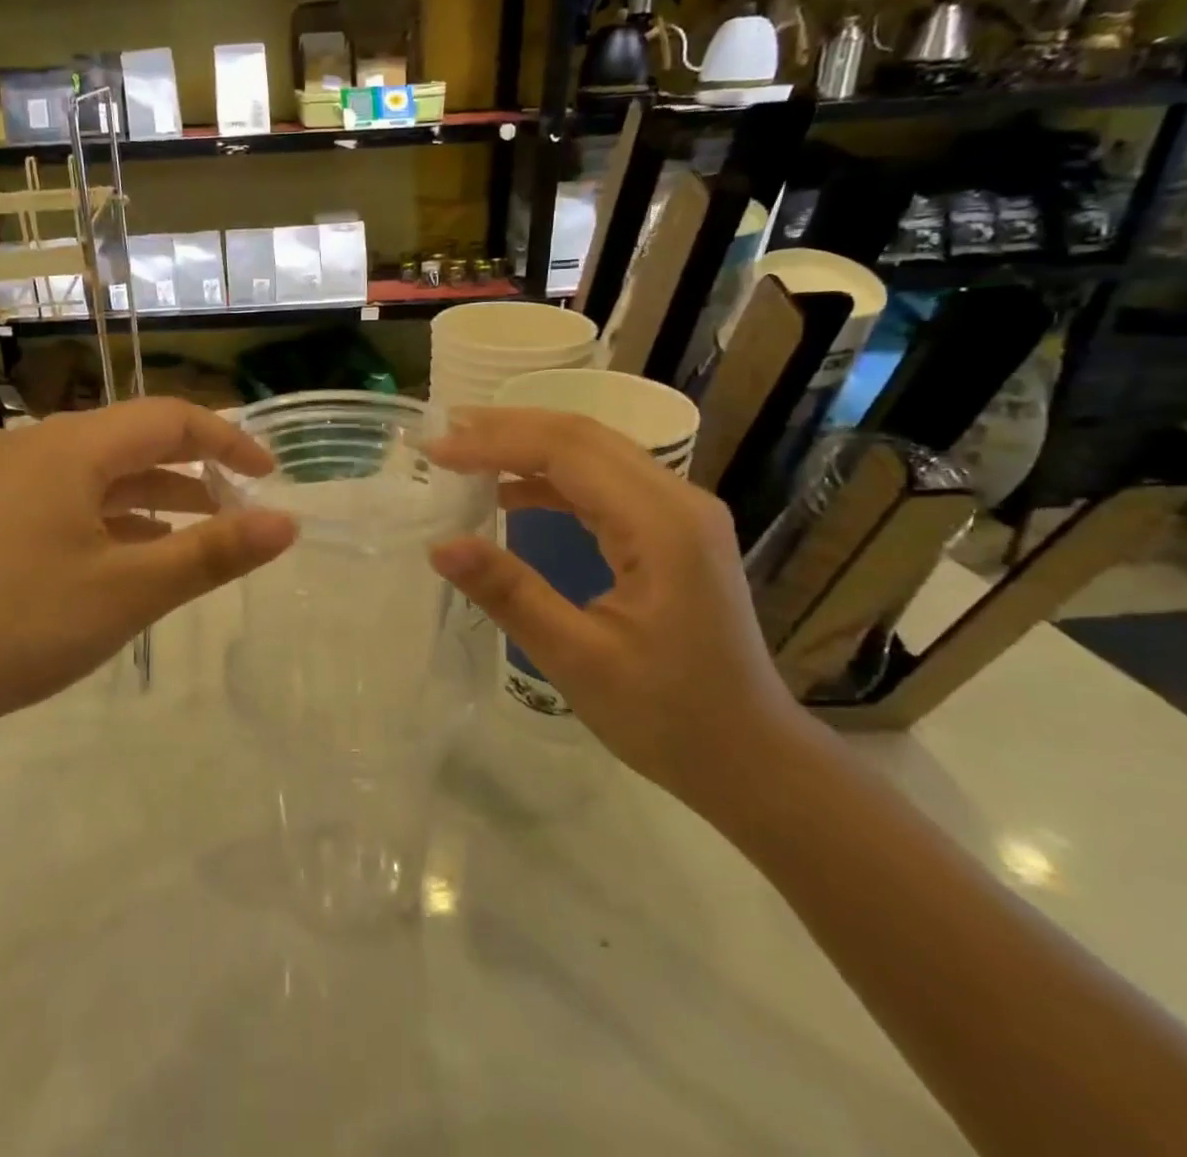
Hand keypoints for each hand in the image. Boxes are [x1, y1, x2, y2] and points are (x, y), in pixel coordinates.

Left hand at [0, 398, 296, 753]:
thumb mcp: (130, 590)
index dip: (228, 441)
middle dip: (197, 467)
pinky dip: (120, 519)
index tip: (271, 477)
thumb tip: (287, 523)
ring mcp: (13, 485)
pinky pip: (77, 502)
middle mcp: (43, 449)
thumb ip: (213, 552)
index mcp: (75, 447)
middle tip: (243, 505)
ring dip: (160, 496)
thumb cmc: (21, 622)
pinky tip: (139, 555)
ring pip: (106, 475)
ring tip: (205, 531)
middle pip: (138, 440)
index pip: (170, 419)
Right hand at [426, 407, 803, 807]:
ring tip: (464, 450)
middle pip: (583, 436)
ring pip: (592, 453)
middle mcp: (677, 501)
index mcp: (662, 525)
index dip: (496, 442)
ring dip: (527, 446)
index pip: (568, 451)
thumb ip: (510, 594)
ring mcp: (679, 514)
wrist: (750, 758)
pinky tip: (509, 493)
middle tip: (443, 430)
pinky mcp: (670, 532)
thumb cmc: (669, 717)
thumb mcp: (578, 659)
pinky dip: (550, 479)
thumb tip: (441, 545)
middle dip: (507, 428)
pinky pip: (602, 484)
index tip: (436, 450)